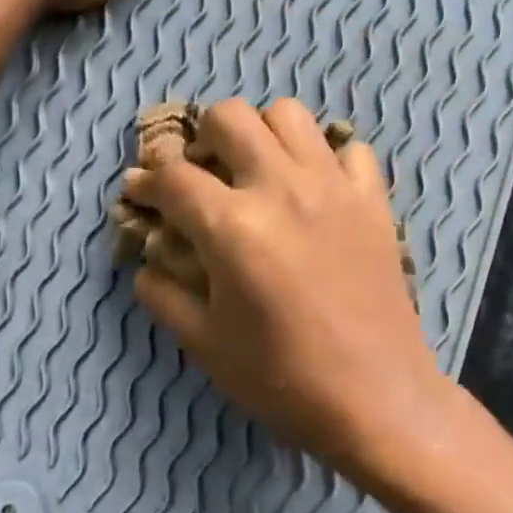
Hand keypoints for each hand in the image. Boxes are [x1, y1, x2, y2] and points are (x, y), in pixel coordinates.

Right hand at [123, 100, 444, 484]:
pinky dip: (325, 159)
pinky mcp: (373, 201)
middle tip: (202, 177)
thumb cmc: (281, 378)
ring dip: (262, 134)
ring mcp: (333, 188)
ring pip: (289, 114)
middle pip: (230, 117)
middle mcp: (282, 188)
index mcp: (232, 226)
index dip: (146, 181)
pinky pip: (348, 149)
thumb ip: (162, 293)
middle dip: (202, 140)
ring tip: (257, 173)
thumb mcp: (204, 344)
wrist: (374, 398)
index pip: (173, 178)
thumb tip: (147, 258)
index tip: (138, 192)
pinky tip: (315, 191)